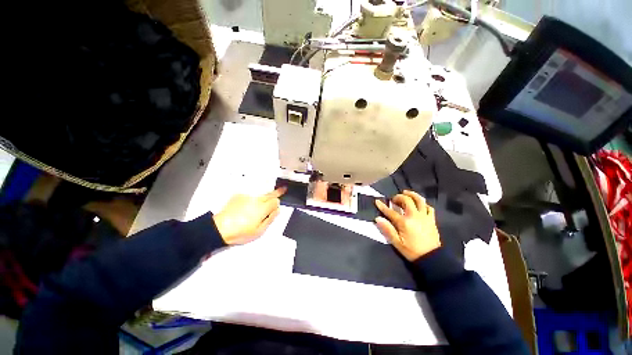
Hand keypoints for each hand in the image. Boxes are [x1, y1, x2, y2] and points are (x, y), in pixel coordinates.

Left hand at [213, 188, 285, 244]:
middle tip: (283, 189)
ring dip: (263, 198)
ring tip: (259, 206)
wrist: (220, 228)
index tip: (276, 207)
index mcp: (263, 208)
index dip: (277, 204)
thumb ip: (270, 219)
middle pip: (270, 194)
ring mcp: (247, 196)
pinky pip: (249, 196)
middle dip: (277, 192)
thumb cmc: (241, 232)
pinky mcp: (239, 196)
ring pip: (260, 195)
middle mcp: (257, 199)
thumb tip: (278, 210)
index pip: (276, 201)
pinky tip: (245, 208)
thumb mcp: (259, 231)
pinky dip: (251, 200)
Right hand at [374, 190, 440, 260]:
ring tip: (406, 193)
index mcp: (404, 222)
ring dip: (412, 194)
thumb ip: (387, 229)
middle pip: (406, 200)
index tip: (377, 201)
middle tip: (393, 199)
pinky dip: (423, 203)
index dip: (382, 206)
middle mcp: (415, 216)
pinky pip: (429, 207)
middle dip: (398, 197)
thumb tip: (378, 219)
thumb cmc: (412, 251)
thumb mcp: (397, 242)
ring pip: (419, 200)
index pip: (390, 211)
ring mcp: (424, 216)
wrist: (432, 258)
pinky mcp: (431, 219)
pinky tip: (419, 204)